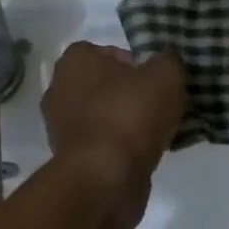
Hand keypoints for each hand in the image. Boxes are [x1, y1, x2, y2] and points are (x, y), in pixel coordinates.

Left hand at [41, 43, 186, 190]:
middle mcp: (59, 90)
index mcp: (74, 62)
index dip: (134, 62)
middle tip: (161, 104)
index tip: (156, 79)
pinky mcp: (71, 159)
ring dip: (128, 122)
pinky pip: (103, 144)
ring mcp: (61, 128)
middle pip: (104, 85)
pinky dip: (122, 148)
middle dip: (132, 93)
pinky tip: (148, 154)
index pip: (105, 52)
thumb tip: (167, 66)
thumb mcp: (166, 74)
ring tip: (160, 131)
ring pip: (104, 116)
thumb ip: (169, 62)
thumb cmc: (129, 114)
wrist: (105, 177)